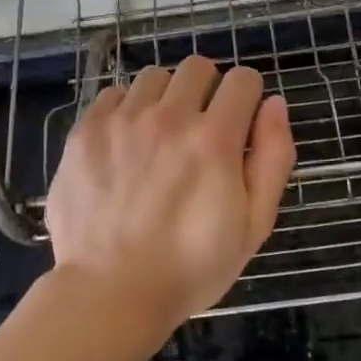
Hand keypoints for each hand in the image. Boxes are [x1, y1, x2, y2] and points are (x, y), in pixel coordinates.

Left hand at [44, 55, 296, 332]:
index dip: (248, 99)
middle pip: (198, 67)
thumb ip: (273, 158)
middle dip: (208, 90)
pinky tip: (125, 145)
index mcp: (214, 139)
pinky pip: (114, 95)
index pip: (243, 79)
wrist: (108, 293)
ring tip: (160, 136)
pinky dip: (127, 110)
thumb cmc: (191, 267)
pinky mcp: (86, 131)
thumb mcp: (254, 224)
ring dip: (167, 97)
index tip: (239, 126)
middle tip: (201, 130)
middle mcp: (169, 117)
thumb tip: (274, 104)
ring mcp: (123, 120)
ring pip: (155, 77)